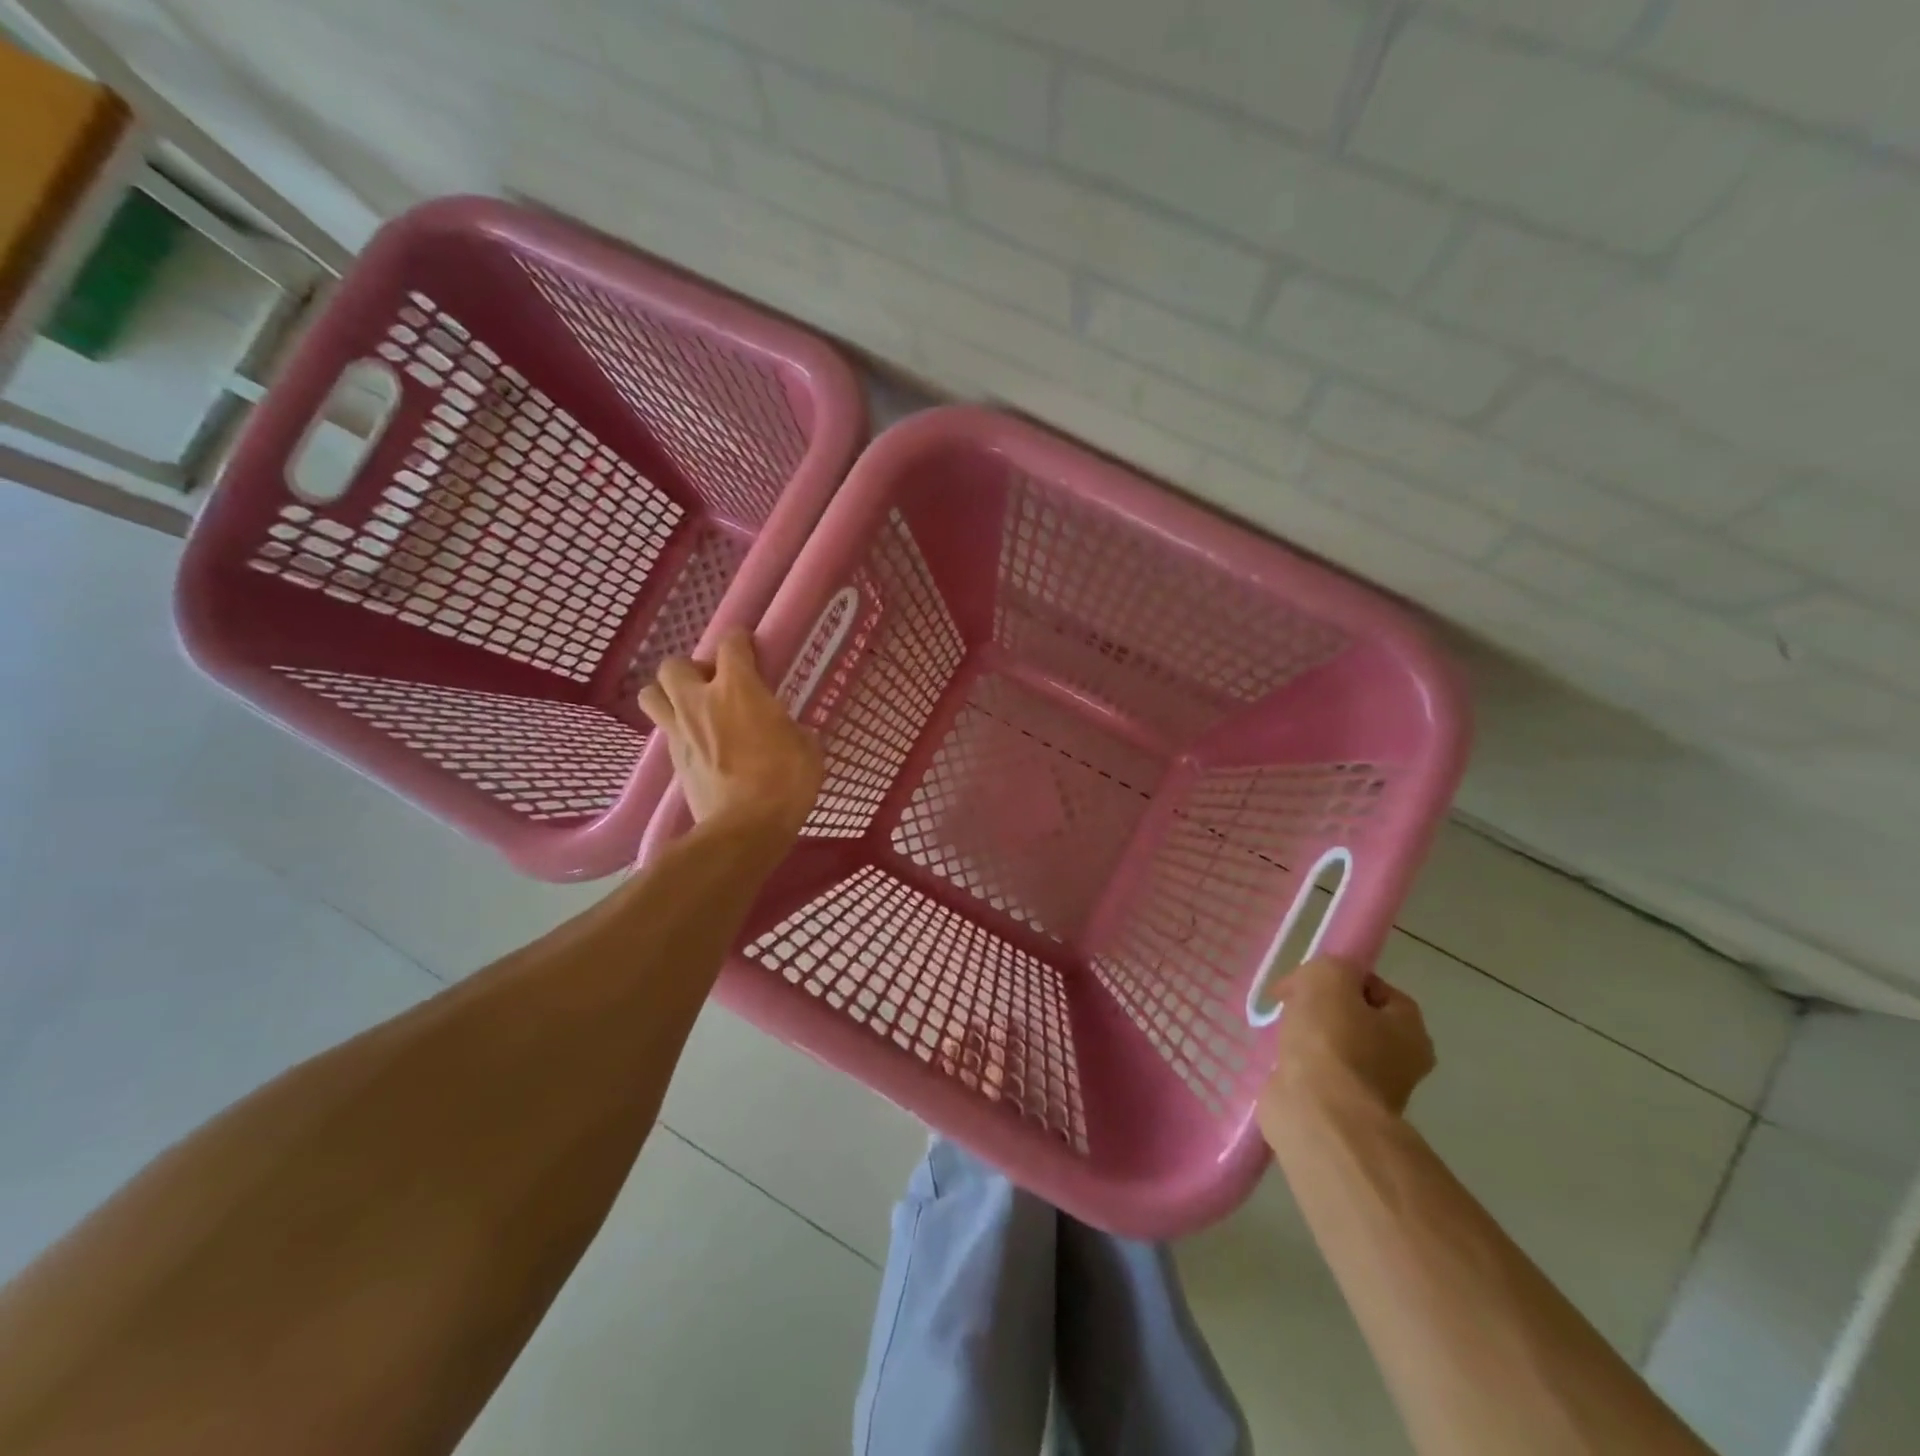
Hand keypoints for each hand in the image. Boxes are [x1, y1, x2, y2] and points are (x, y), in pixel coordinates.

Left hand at [637, 628, 824, 840]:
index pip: (731, 644)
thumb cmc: (785, 782)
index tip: (751, 648)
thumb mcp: (806, 747)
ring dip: (670, 694)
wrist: (745, 829)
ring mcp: (680, 731)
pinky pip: (665, 731)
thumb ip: (790, 727)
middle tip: (716, 686)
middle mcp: (700, 701)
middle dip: (693, 669)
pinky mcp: (673, 760)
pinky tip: (701, 743)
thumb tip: (786, 729)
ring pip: (652, 694)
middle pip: (674, 665)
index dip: (741, 640)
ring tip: (695, 709)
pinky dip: (679, 729)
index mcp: (738, 689)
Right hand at [1257, 956, 1434, 1141]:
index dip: (1341, 977)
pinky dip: (1298, 1065)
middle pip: (1355, 1018)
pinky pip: (1317, 1074)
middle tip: (1290, 1003)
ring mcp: (1369, 1090)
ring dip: (1308, 1037)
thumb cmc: (1331, 1041)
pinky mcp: (1338, 1110)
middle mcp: (1399, 1061)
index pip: (1378, 989)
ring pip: (1334, 1046)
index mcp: (1410, 1030)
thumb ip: (1329, 966)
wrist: (1317, 1113)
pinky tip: (1281, 1060)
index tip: (1307, 979)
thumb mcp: (1328, 978)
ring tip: (1282, 1033)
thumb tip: (1320, 983)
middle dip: (1322, 1008)